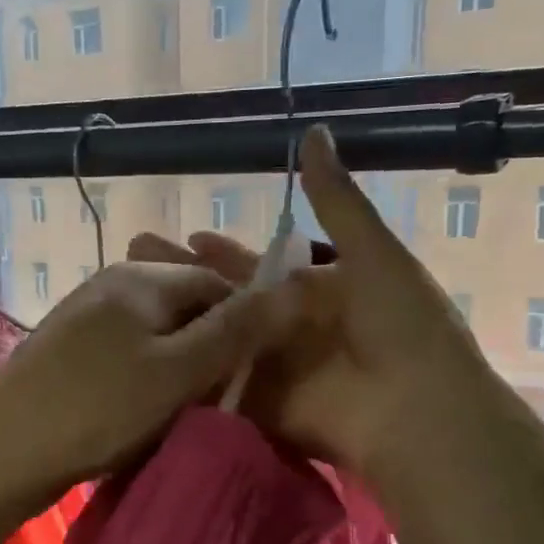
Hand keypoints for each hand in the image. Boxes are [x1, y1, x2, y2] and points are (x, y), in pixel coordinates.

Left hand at [0, 261, 303, 513]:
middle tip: (219, 396)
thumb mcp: (178, 371)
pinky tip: (140, 408)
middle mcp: (113, 282)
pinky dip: (144, 375)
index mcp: (143, 277)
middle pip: (185, 305)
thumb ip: (234, 330)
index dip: (246, 322)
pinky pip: (125, 351)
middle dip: (209, 346)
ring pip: (155, 332)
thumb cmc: (98, 408)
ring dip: (177, 365)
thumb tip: (290, 287)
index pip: (217, 282)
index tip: (255, 371)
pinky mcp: (67, 347)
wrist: (1, 449)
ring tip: (183, 408)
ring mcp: (84, 313)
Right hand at [128, 127, 495, 480]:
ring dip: (175, 319)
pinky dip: (186, 366)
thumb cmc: (403, 326)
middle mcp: (287, 326)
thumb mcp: (373, 253)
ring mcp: (270, 366)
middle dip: (185, 280)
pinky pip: (216, 379)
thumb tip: (314, 132)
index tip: (188, 235)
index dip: (224, 251)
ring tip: (125, 301)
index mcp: (316, 290)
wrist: (418, 411)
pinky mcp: (257, 402)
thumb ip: (336, 200)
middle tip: (133, 262)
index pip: (259, 264)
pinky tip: (143, 351)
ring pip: (213, 336)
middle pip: (227, 299)